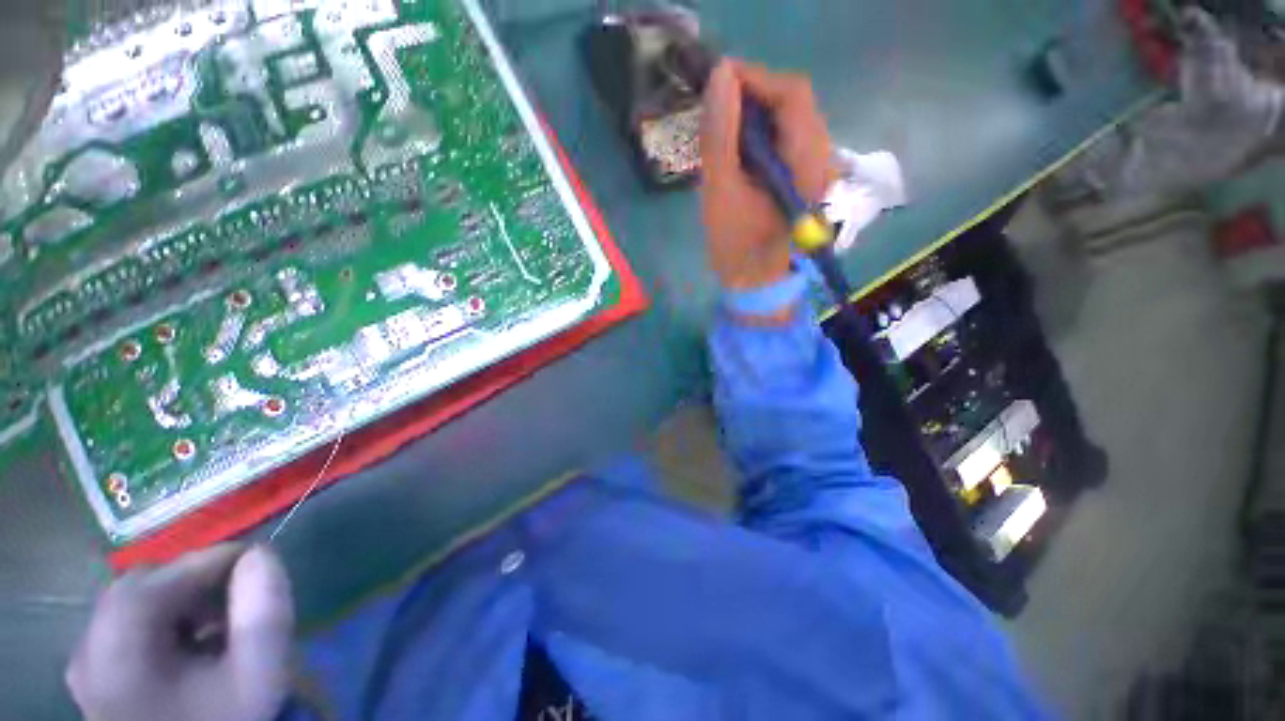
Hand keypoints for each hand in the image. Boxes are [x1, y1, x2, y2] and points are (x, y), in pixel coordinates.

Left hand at [67, 544, 294, 720]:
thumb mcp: (258, 673)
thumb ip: (265, 610)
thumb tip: (261, 556)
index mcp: (118, 642)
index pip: (167, 574)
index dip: (217, 560)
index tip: (259, 562)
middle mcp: (88, 645)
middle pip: (142, 586)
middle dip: (194, 583)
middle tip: (237, 600)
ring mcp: (85, 664)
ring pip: (132, 604)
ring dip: (179, 603)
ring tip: (217, 628)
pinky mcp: (92, 679)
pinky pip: (124, 629)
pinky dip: (161, 625)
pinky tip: (189, 650)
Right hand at [699, 60, 834, 289]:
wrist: (755, 283)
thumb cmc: (736, 246)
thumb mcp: (720, 192)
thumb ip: (720, 135)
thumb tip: (720, 76)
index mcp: (807, 167)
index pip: (793, 96)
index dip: (755, 78)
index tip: (717, 80)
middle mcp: (824, 160)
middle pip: (796, 103)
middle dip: (755, 95)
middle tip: (717, 106)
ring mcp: (819, 168)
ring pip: (793, 119)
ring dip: (758, 113)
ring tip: (725, 126)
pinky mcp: (809, 176)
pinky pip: (790, 138)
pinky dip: (763, 132)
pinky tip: (742, 146)